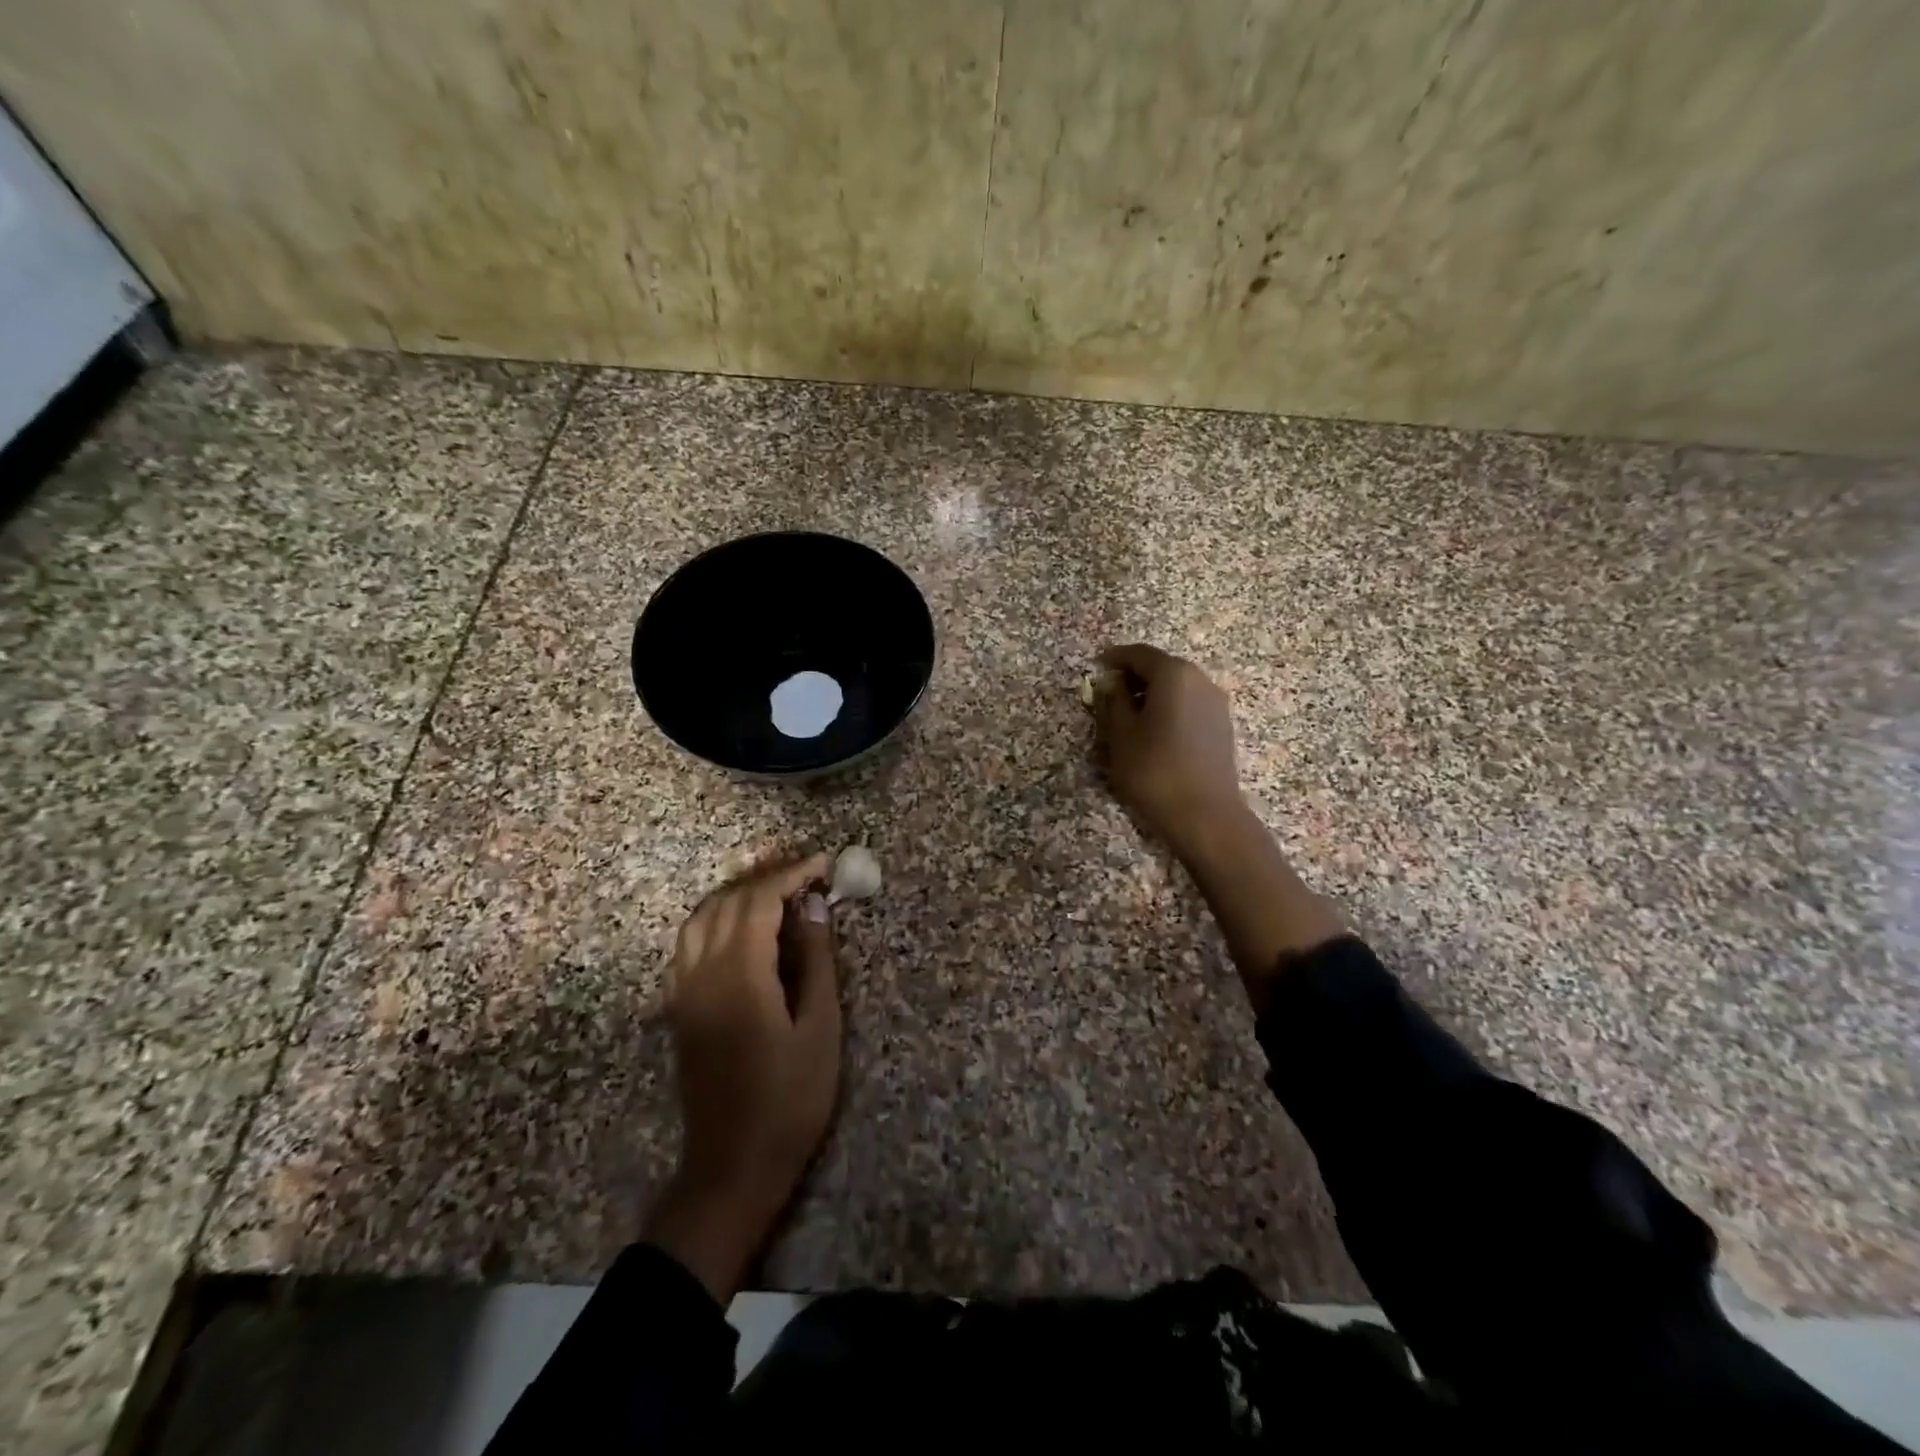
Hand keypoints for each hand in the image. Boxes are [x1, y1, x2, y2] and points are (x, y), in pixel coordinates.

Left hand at [644, 851, 839, 1302]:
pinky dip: (717, 918)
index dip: (791, 875)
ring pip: (701, 918)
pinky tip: (745, 928)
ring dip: (738, 894)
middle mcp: (702, 973)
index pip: (759, 902)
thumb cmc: (790, 1100)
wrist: (732, 1167)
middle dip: (766, 878)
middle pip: (726, 902)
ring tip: (777, 891)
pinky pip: (691, 942)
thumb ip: (816, 960)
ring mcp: (684, 990)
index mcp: (739, 976)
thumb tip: (815, 907)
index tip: (824, 865)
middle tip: (807, 874)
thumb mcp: (820, 1028)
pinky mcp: (680, 1008)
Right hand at [1092, 643, 1244, 851]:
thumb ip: (1112, 702)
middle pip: (1162, 667)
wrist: (1205, 815)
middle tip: (1109, 694)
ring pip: (1177, 687)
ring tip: (1129, 717)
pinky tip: (1154, 732)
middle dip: (1134, 677)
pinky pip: (1189, 705)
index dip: (1115, 658)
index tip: (1097, 665)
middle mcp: (1200, 680)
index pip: (1140, 654)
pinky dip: (1169, 709)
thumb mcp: (1120, 735)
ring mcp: (1216, 704)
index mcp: (1174, 675)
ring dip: (1152, 694)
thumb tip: (1111, 685)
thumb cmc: (1154, 770)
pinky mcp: (1222, 726)